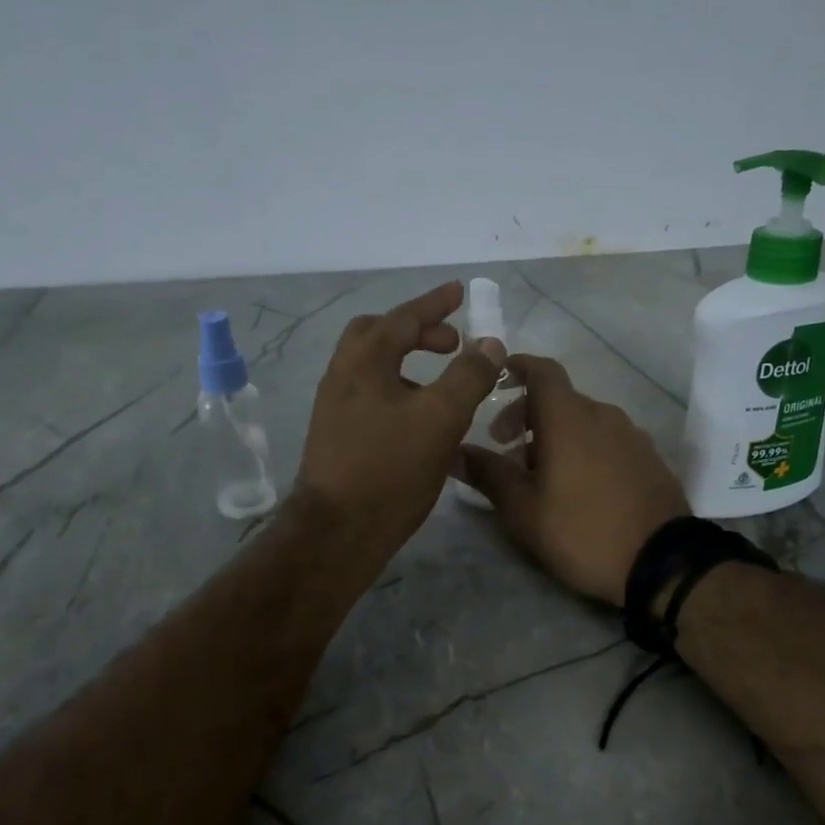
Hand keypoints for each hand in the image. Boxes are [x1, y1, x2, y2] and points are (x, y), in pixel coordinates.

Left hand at [293, 282, 505, 567]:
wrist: (336, 532)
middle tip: (451, 343)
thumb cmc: (389, 469)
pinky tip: (420, 419)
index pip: (403, 318)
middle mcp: (342, 376)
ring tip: (442, 383)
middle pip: (377, 335)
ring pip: (372, 367)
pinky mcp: (336, 435)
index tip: (459, 292)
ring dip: (407, 362)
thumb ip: (468, 376)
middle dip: (416, 331)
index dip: (435, 304)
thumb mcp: (440, 418)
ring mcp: (334, 407)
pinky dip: (398, 389)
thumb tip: (489, 344)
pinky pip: (370, 395)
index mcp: (363, 361)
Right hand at [458, 355, 687, 604]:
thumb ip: (488, 473)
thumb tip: (455, 451)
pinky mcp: (649, 459)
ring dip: (555, 435)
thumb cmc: (582, 531)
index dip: (517, 367)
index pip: (541, 371)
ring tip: (539, 474)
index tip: (497, 377)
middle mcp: (603, 415)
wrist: (662, 563)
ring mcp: (632, 436)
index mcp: (569, 418)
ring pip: (584, 421)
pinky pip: (607, 440)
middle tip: (504, 446)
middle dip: (526, 414)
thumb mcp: (523, 509)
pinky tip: (577, 485)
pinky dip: (584, 448)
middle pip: (559, 399)